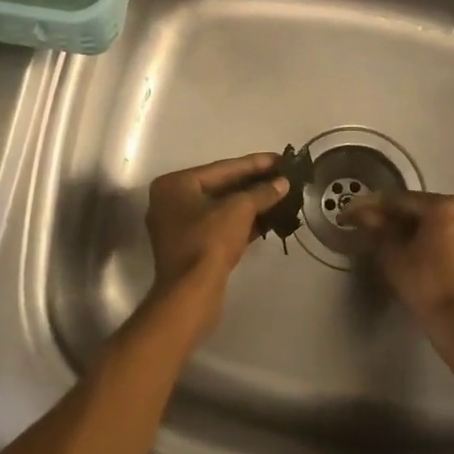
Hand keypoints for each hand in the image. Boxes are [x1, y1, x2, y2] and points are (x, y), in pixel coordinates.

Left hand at [143, 153, 289, 330]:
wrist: (191, 294)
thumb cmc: (209, 242)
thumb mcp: (239, 210)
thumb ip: (262, 192)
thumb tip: (282, 183)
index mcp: (175, 185)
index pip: (222, 168)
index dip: (255, 163)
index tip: (280, 158)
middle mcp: (171, 201)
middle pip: (220, 186)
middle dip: (253, 183)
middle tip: (282, 176)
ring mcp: (178, 226)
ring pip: (220, 208)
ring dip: (250, 203)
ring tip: (280, 195)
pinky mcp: (189, 248)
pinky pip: (218, 226)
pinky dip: (241, 222)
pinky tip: (268, 218)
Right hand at [351, 192, 453, 333]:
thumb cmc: (424, 282)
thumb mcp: (392, 253)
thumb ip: (376, 228)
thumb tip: (359, 212)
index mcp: (444, 206)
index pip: (402, 200)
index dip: (376, 207)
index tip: (356, 214)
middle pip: (421, 210)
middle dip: (395, 218)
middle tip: (371, 228)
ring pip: (436, 224)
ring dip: (412, 230)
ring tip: (390, 243)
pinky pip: (448, 237)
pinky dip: (430, 241)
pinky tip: (413, 254)